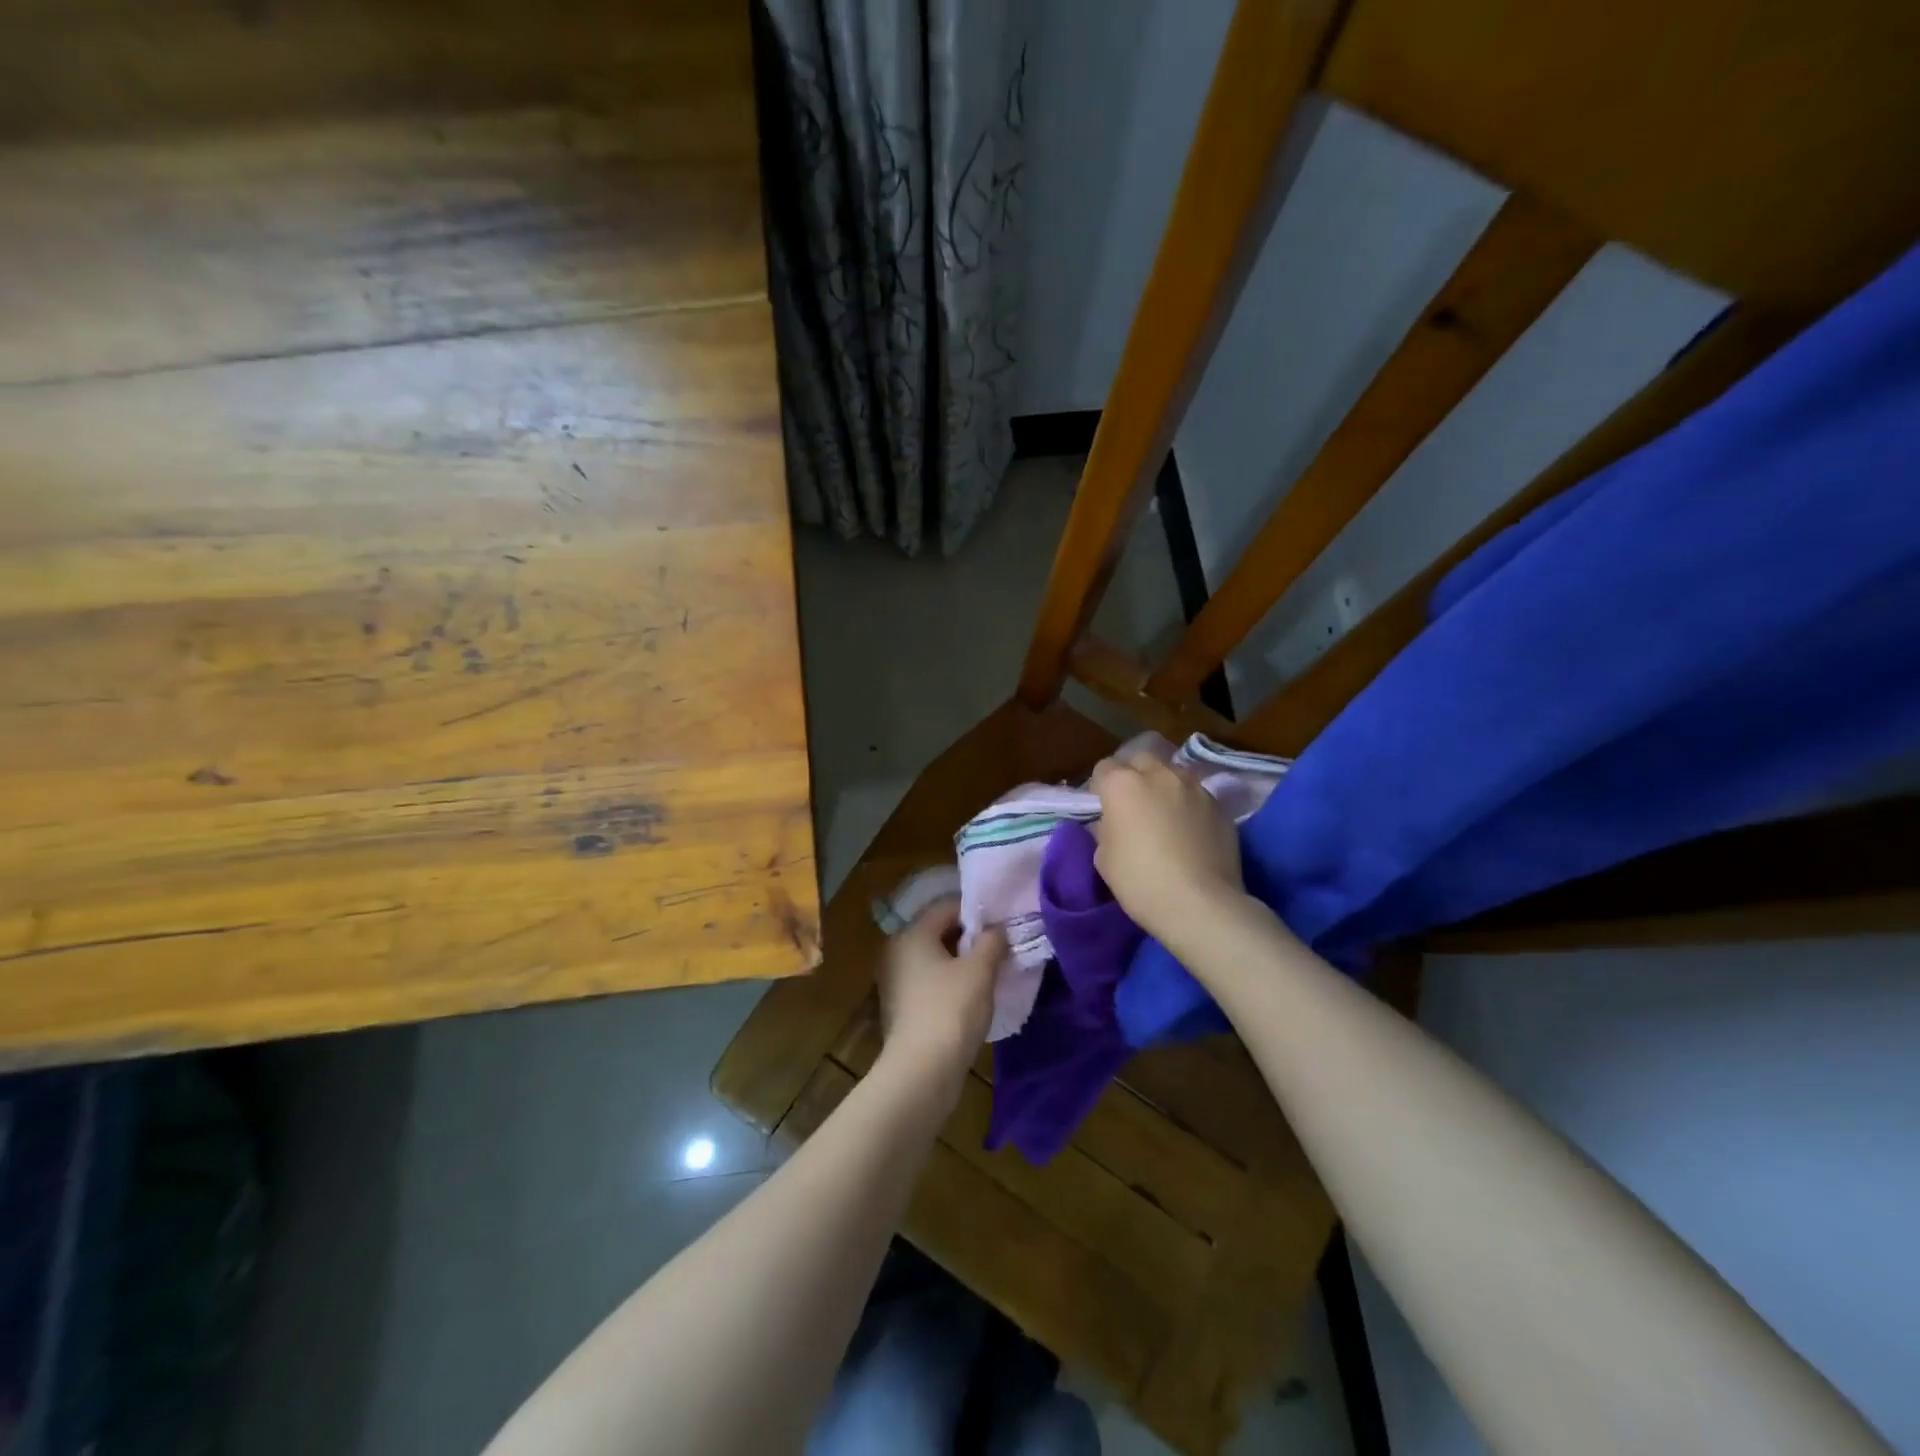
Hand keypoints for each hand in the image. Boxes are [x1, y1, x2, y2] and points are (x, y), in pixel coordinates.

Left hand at [876, 899, 1002, 1097]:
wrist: (920, 1073)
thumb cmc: (950, 1011)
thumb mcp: (980, 971)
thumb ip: (992, 941)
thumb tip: (998, 929)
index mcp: (911, 934)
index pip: (947, 906)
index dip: (978, 912)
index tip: (1003, 924)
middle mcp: (897, 950)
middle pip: (939, 931)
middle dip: (970, 937)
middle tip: (1001, 948)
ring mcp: (895, 980)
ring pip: (935, 958)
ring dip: (961, 962)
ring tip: (991, 972)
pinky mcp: (901, 1006)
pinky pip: (929, 981)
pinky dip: (949, 983)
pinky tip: (971, 997)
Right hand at [1090, 752, 1244, 945]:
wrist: (1200, 904)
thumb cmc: (1140, 881)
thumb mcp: (1103, 857)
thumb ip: (1106, 828)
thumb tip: (1113, 822)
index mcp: (1123, 784)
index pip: (1103, 768)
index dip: (1100, 788)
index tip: (1103, 809)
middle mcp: (1159, 774)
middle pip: (1141, 760)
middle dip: (1134, 776)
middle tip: (1134, 806)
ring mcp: (1194, 787)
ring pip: (1173, 773)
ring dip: (1164, 786)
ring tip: (1166, 815)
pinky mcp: (1220, 806)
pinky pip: (1197, 795)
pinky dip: (1189, 805)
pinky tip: (1190, 831)